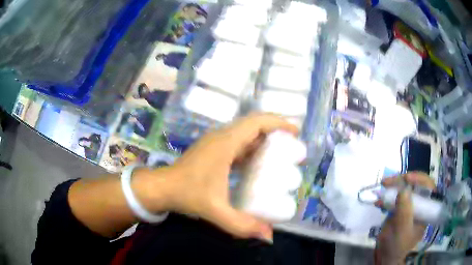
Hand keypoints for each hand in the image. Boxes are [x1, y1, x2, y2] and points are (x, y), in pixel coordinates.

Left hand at [164, 113, 297, 240]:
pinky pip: (239, 142)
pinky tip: (260, 162)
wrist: (163, 187)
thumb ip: (242, 225)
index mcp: (225, 143)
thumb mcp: (215, 210)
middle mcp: (222, 137)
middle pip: (254, 123)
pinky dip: (253, 147)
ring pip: (246, 131)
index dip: (278, 122)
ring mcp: (217, 142)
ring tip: (282, 152)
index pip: (256, 122)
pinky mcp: (214, 149)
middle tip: (293, 145)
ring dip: (265, 137)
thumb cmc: (187, 194)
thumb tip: (269, 236)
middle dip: (276, 129)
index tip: (295, 132)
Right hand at [375, 172, 435, 264]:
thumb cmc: (397, 246)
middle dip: (402, 180)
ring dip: (393, 186)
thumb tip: (404, 189)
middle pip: (415, 185)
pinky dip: (386, 197)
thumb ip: (405, 211)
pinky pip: (394, 198)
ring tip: (382, 185)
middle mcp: (419, 205)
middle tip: (388, 181)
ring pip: (404, 189)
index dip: (420, 178)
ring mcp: (409, 206)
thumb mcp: (402, 230)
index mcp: (426, 209)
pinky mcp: (399, 209)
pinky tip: (378, 202)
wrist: (385, 256)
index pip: (428, 187)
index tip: (407, 178)